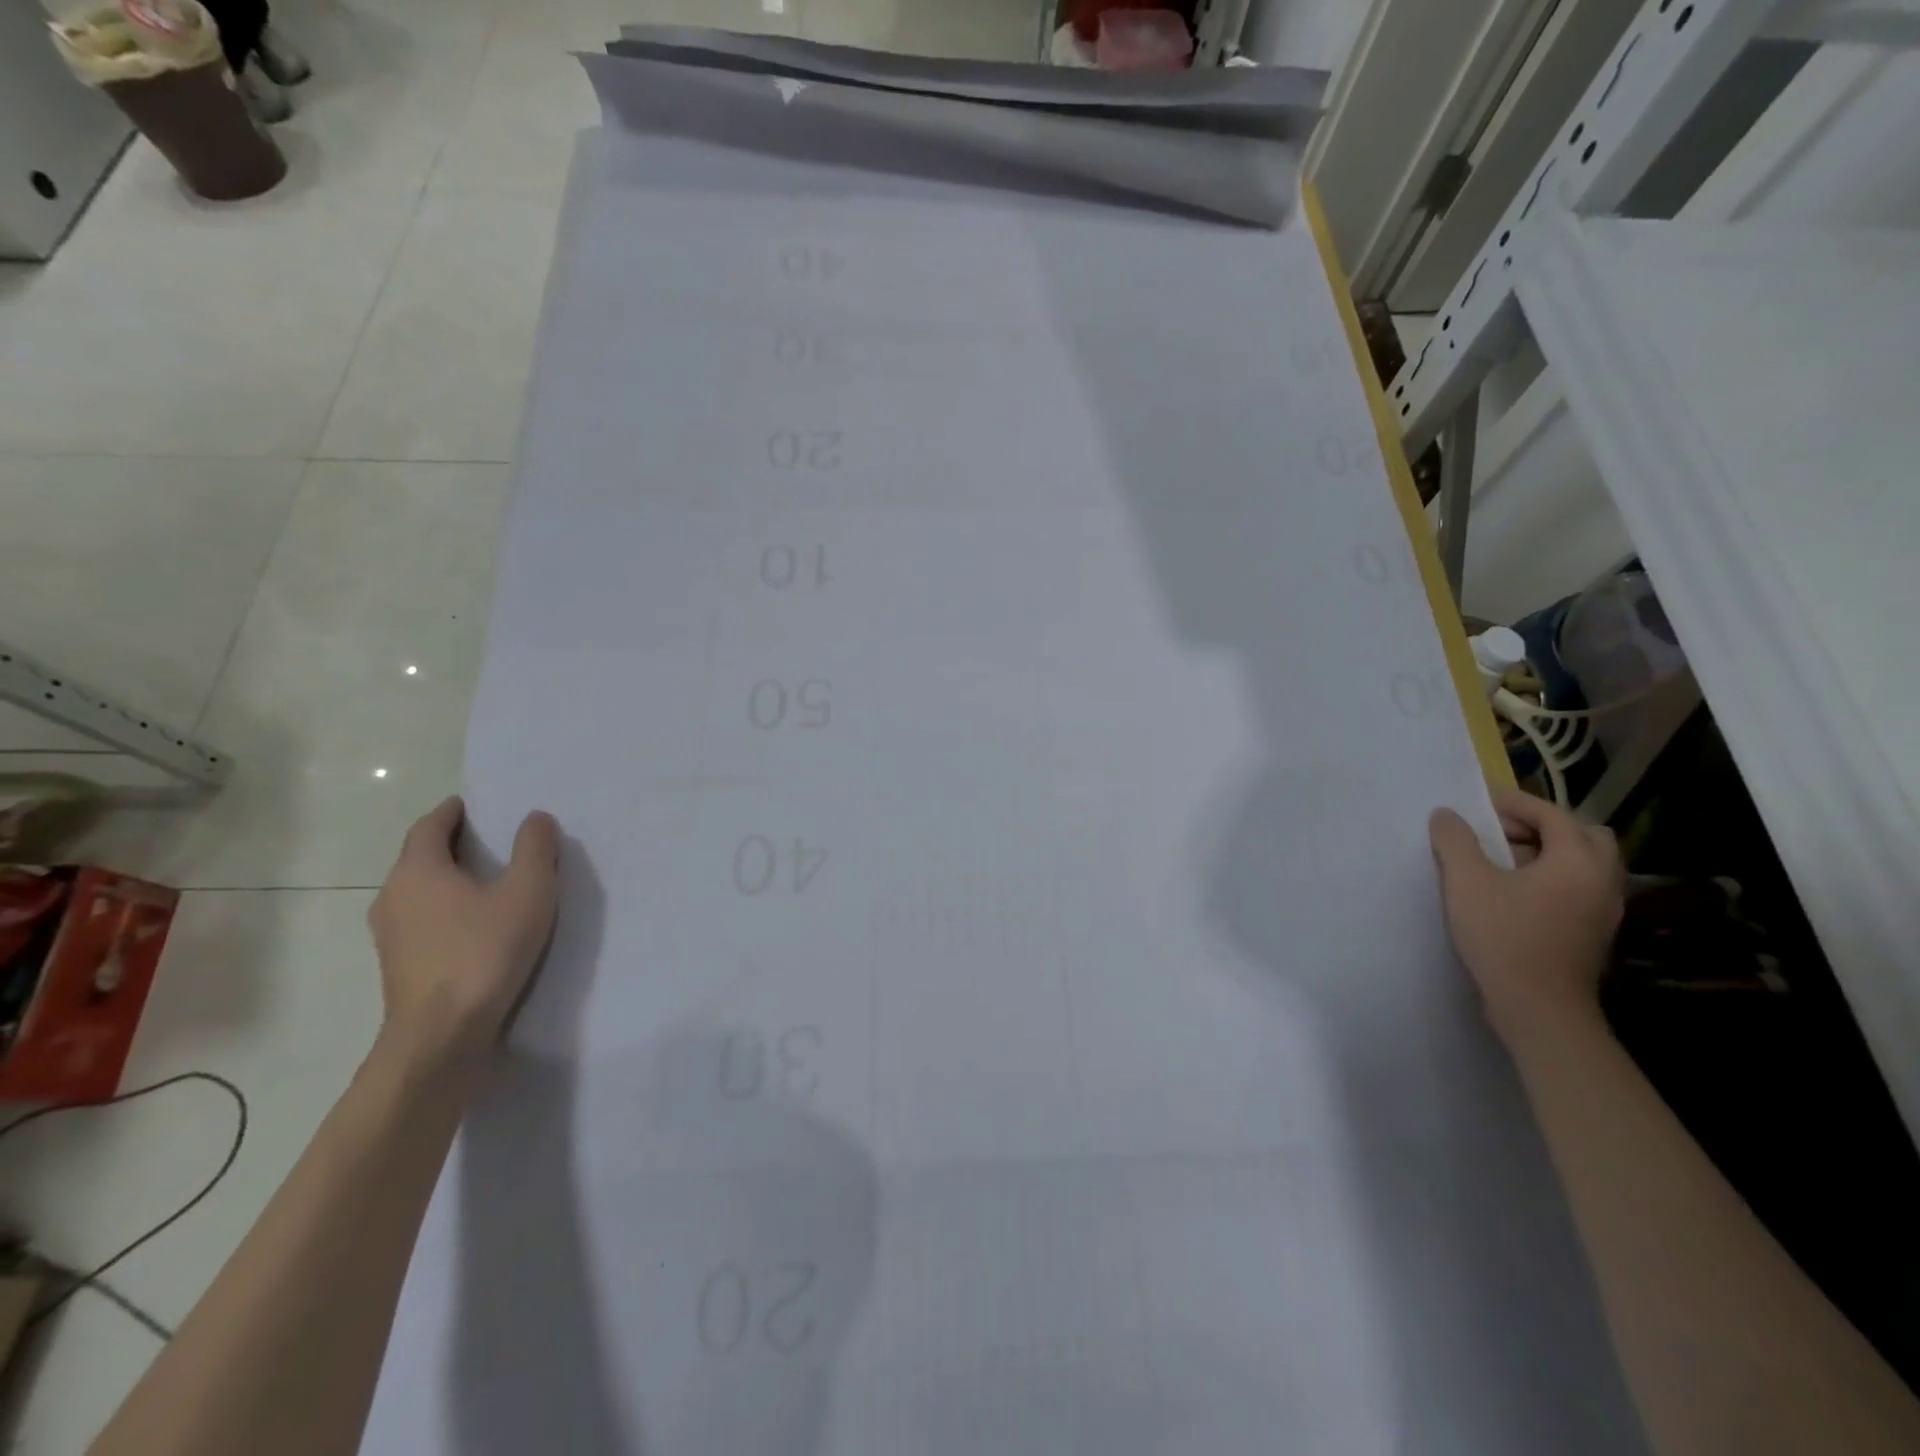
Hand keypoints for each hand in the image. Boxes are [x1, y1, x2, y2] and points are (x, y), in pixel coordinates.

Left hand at [368, 797, 561, 1072]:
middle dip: (454, 845)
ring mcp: (390, 935)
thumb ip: (534, 849)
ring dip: (451, 880)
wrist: (441, 1035)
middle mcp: (393, 896)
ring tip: (492, 882)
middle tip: (494, 840)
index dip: (452, 812)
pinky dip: (448, 910)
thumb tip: (534, 818)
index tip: (475, 805)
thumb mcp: (528, 891)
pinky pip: (424, 921)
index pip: (429, 826)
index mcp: (418, 870)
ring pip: (421, 892)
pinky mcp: (400, 965)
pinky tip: (479, 924)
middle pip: (421, 858)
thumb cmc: (484, 951)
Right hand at [1428, 787, 1623, 1041]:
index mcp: (1577, 861)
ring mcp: (1604, 909)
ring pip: (1584, 863)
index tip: (1478, 803)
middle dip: (1542, 825)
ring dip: (1548, 851)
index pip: (1552, 814)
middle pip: (1583, 835)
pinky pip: (1580, 887)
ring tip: (1503, 860)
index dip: (1514, 803)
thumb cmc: (1504, 936)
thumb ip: (1455, 841)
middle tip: (1500, 831)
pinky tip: (1516, 891)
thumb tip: (1447, 814)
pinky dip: (1553, 876)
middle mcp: (1602, 880)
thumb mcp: (1466, 882)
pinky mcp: (1594, 932)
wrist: (1538, 1007)